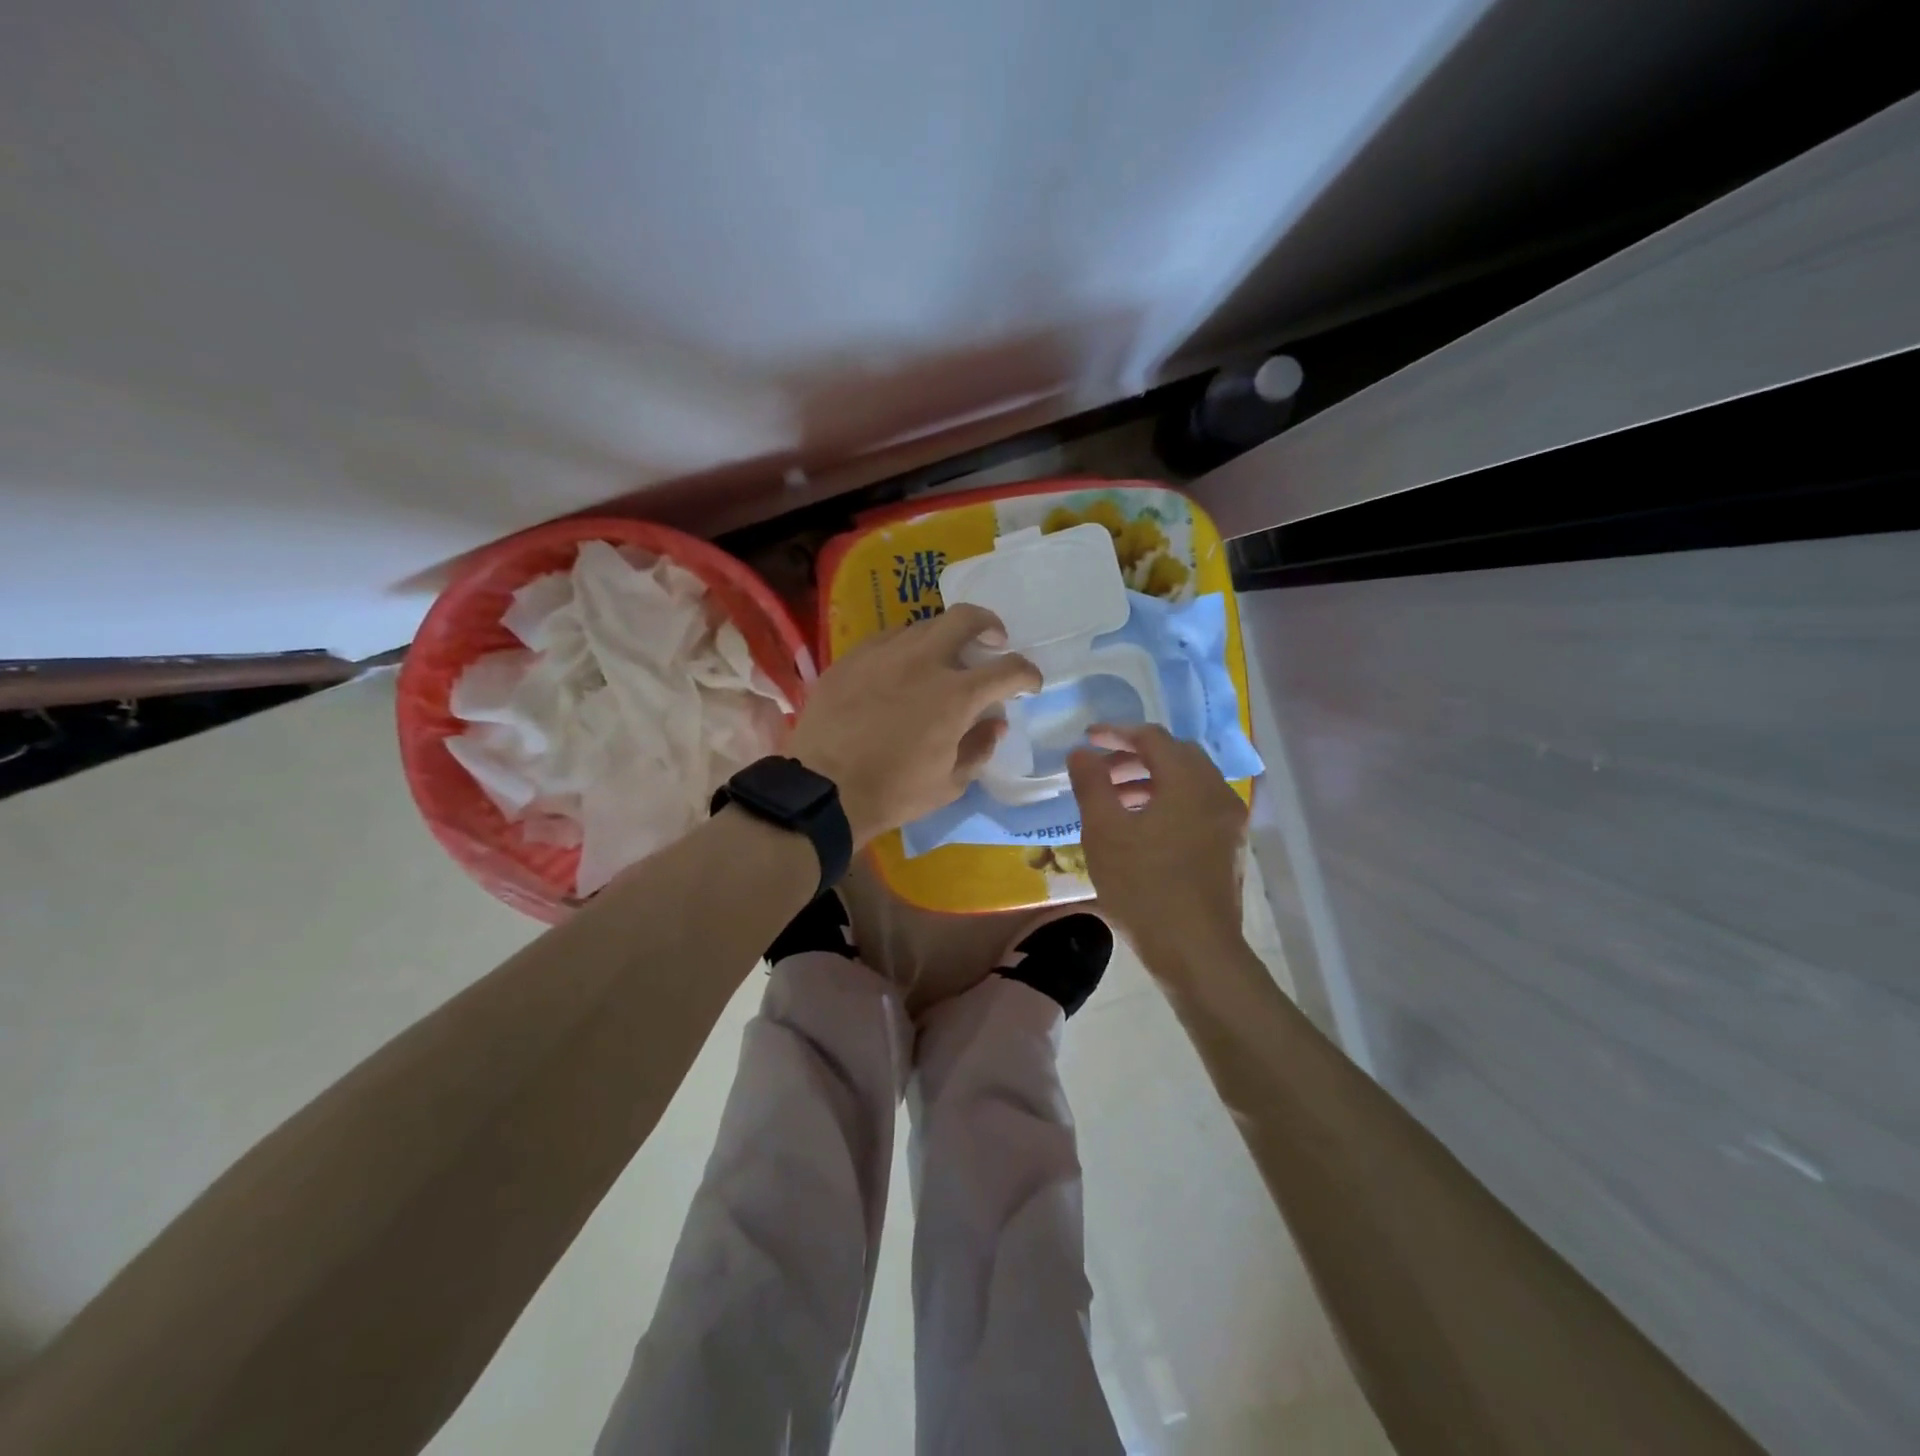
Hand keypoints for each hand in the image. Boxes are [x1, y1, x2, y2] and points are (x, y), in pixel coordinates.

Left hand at [789, 605, 1040, 846]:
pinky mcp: (851, 658)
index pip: (1008, 669)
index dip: (1027, 674)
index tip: (1028, 683)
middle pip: (966, 619)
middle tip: (994, 641)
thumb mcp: (949, 784)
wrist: (822, 789)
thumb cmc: (893, 793)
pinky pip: (887, 638)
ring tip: (943, 658)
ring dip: (944, 637)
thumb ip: (980, 748)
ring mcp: (883, 653)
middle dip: (990, 625)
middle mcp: (923, 661)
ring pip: (924, 625)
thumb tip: (996, 723)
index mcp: (955, 695)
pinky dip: (906, 647)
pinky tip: (900, 666)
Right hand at [1067, 724, 1248, 967]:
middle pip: (1175, 755)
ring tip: (1114, 800)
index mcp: (1189, 781)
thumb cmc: (1144, 887)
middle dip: (1134, 756)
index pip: (1152, 738)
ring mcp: (1229, 821)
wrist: (1196, 952)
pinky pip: (1197, 806)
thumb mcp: (1104, 832)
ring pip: (1188, 782)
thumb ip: (1091, 784)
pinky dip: (1169, 802)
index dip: (1116, 732)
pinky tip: (1142, 828)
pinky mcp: (1230, 847)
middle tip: (1100, 771)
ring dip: (1151, 781)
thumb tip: (1081, 753)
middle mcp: (1217, 792)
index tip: (1087, 739)